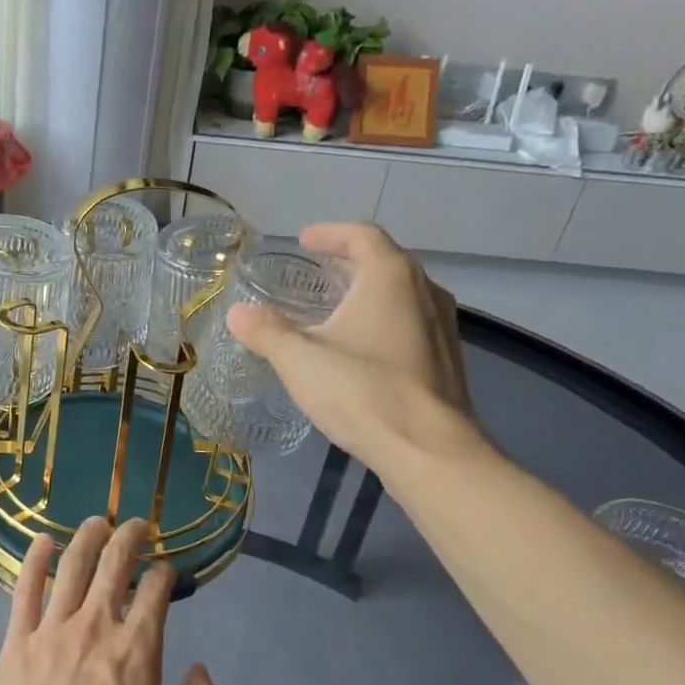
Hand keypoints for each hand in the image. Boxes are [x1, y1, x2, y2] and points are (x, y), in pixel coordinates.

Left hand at [0, 518, 223, 684]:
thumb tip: (202, 670)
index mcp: (137, 650)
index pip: (155, 591)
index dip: (164, 573)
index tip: (166, 572)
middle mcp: (97, 626)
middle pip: (115, 564)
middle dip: (130, 537)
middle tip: (137, 525)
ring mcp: (53, 629)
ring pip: (72, 566)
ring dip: (88, 537)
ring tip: (97, 522)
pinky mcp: (18, 640)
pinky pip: (25, 588)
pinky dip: (36, 559)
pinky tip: (43, 542)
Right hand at [225, 222, 481, 465]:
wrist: (428, 450)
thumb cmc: (363, 391)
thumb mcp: (301, 360)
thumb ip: (266, 332)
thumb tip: (237, 313)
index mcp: (391, 277)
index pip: (362, 235)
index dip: (330, 233)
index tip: (304, 240)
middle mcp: (425, 291)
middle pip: (385, 261)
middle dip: (349, 262)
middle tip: (316, 272)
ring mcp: (443, 326)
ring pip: (402, 294)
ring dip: (368, 292)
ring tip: (336, 309)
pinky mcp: (447, 359)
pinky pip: (411, 322)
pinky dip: (384, 320)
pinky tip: (361, 348)